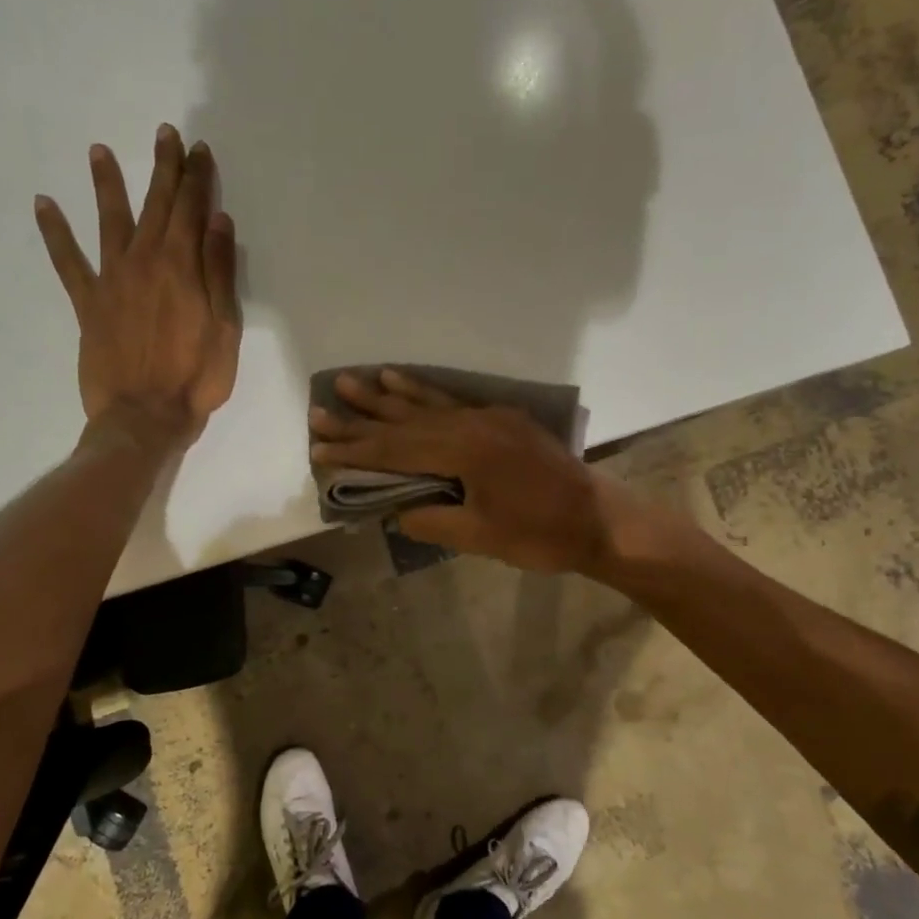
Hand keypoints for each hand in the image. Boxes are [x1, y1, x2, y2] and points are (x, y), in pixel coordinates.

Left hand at [35, 124, 240, 444]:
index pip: (191, 210)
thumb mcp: (224, 327)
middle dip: (163, 168)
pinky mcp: (88, 302)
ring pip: (110, 220)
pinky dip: (55, 233)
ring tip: (99, 150)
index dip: (197, 178)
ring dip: (107, 184)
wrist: (145, 416)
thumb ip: (220, 272)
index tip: (200, 150)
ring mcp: (112, 279)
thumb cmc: (196, 377)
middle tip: (165, 134)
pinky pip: (68, 261)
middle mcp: (144, 261)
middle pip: (155, 205)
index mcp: (182, 266)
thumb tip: (218, 220)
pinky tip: (43, 204)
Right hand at [308, 368, 627, 572]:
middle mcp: (472, 425)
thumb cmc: (541, 535)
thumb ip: (432, 519)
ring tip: (352, 381)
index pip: (397, 450)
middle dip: (360, 419)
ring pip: (427, 405)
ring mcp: (488, 417)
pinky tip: (404, 381)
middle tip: (319, 408)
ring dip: (387, 396)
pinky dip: (425, 392)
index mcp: (465, 452)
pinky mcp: (501, 419)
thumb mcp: (481, 537)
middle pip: (405, 422)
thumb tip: (395, 510)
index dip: (356, 450)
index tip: (319, 447)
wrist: (599, 520)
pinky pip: (453, 401)